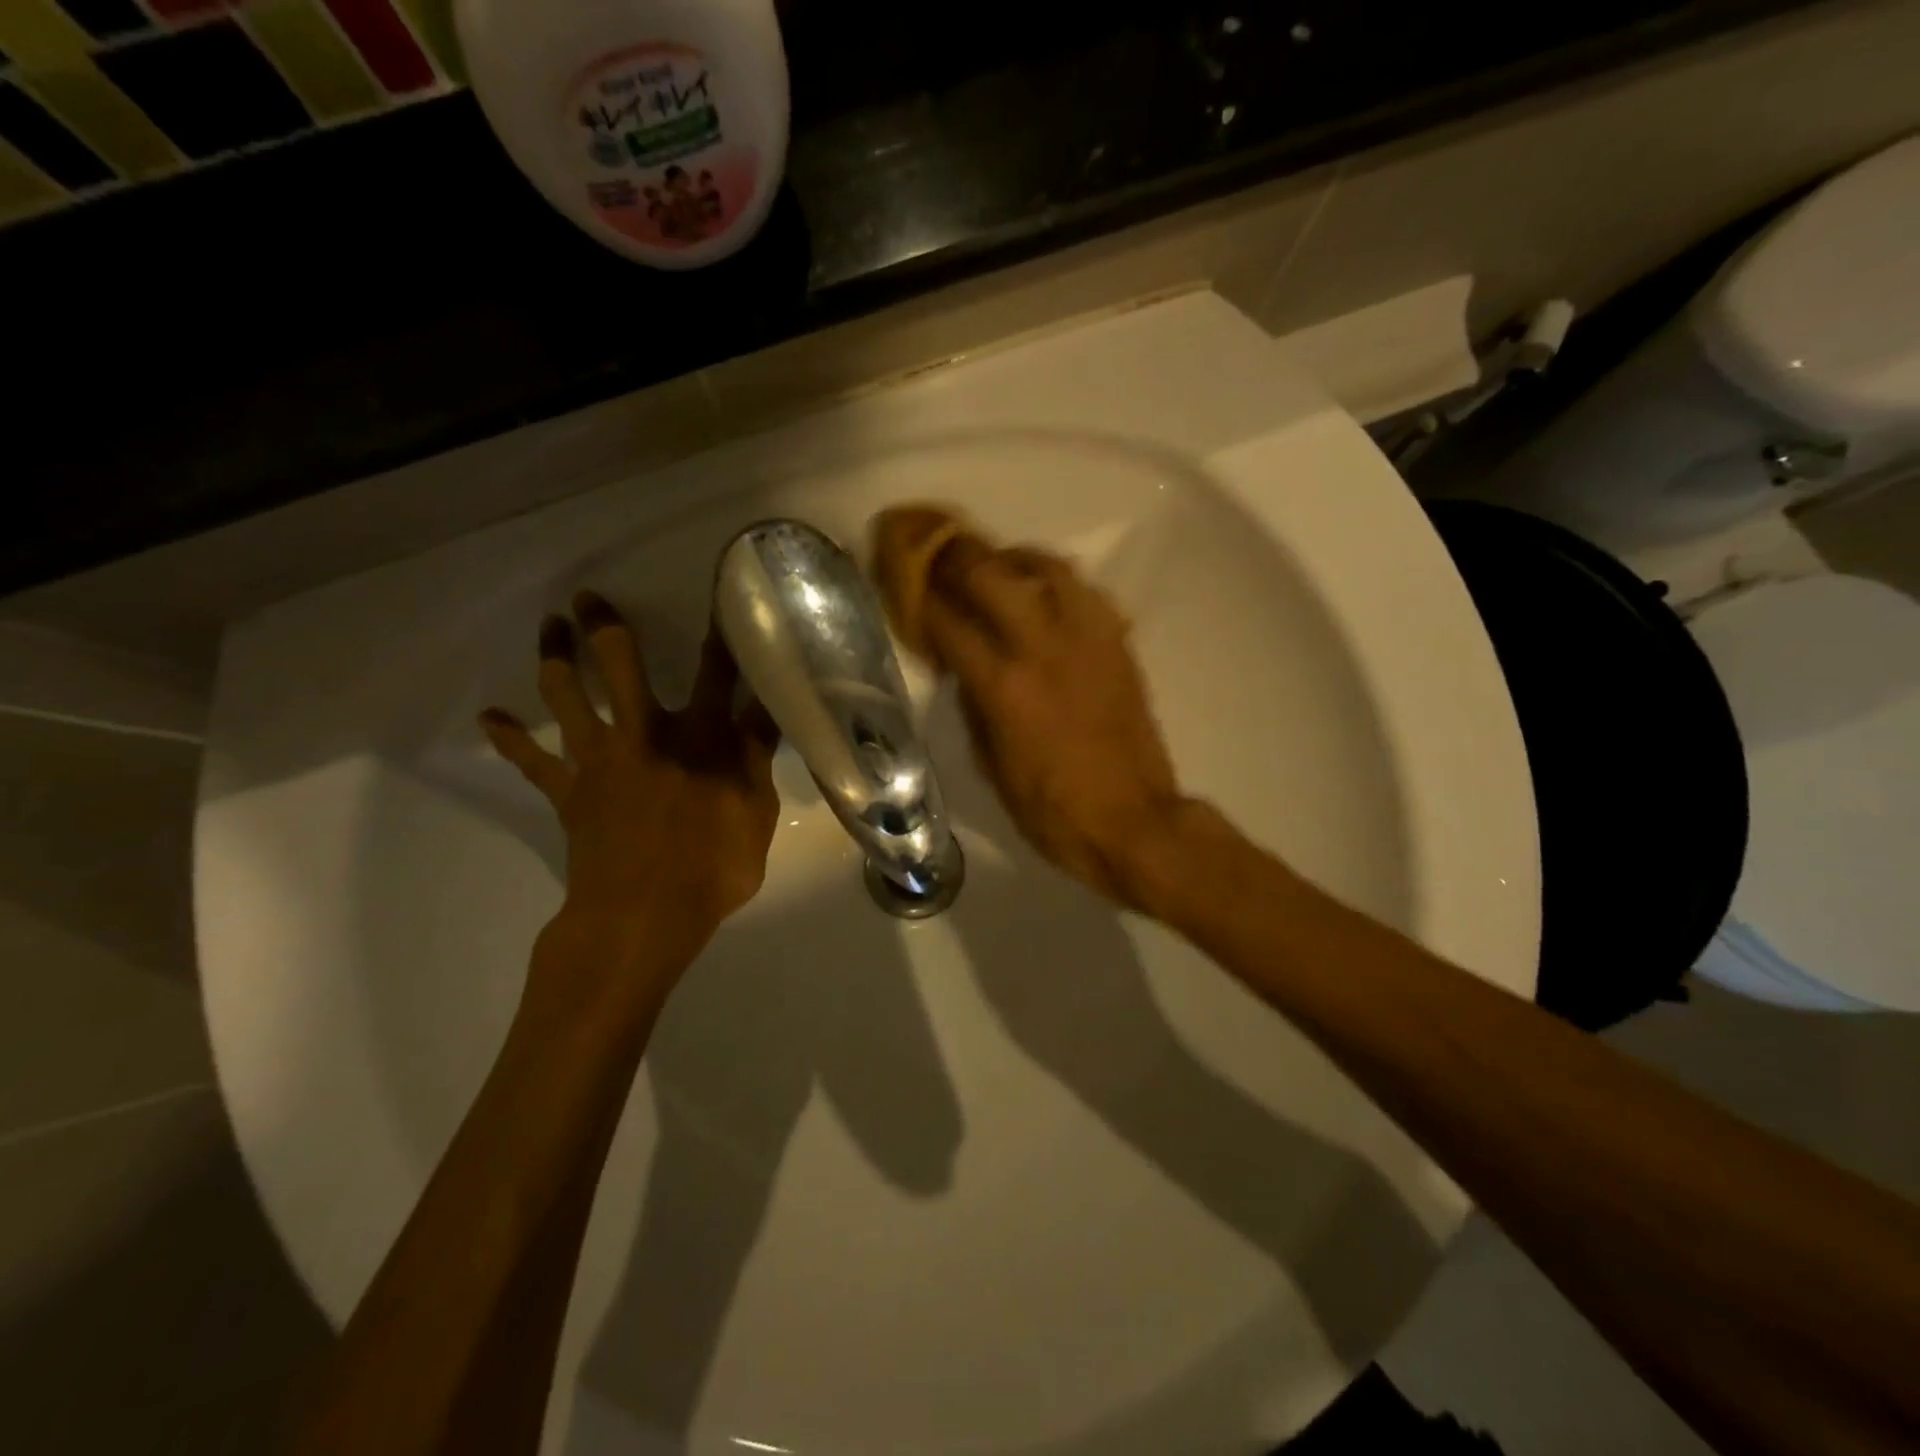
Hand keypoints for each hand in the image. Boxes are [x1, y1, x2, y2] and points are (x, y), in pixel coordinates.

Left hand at [480, 593, 780, 1003]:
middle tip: (589, 598)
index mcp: (700, 738)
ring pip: (566, 696)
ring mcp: (598, 759)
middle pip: (621, 666)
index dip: (721, 634)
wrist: (643, 917)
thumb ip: (757, 758)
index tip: (720, 598)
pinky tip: (490, 717)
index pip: (717, 674)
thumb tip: (767, 711)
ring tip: (549, 627)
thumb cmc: (713, 868)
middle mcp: (645, 733)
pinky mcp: (567, 791)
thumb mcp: (758, 813)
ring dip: (554, 657)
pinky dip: (509, 737)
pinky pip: (530, 760)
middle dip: (606, 628)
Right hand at [874, 510, 1195, 909]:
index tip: (901, 579)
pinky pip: (1082, 590)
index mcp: (1002, 684)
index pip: (946, 619)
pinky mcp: (1117, 642)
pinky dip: (1053, 581)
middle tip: (935, 551)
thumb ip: (972, 703)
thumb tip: (961, 666)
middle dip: (952, 554)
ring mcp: (1086, 637)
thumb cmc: (1049, 808)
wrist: (1130, 820)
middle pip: (988, 571)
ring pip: (1043, 565)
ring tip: (993, 566)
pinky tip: (1042, 595)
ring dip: (1008, 557)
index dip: (916, 595)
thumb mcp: (989, 763)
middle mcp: (1042, 646)